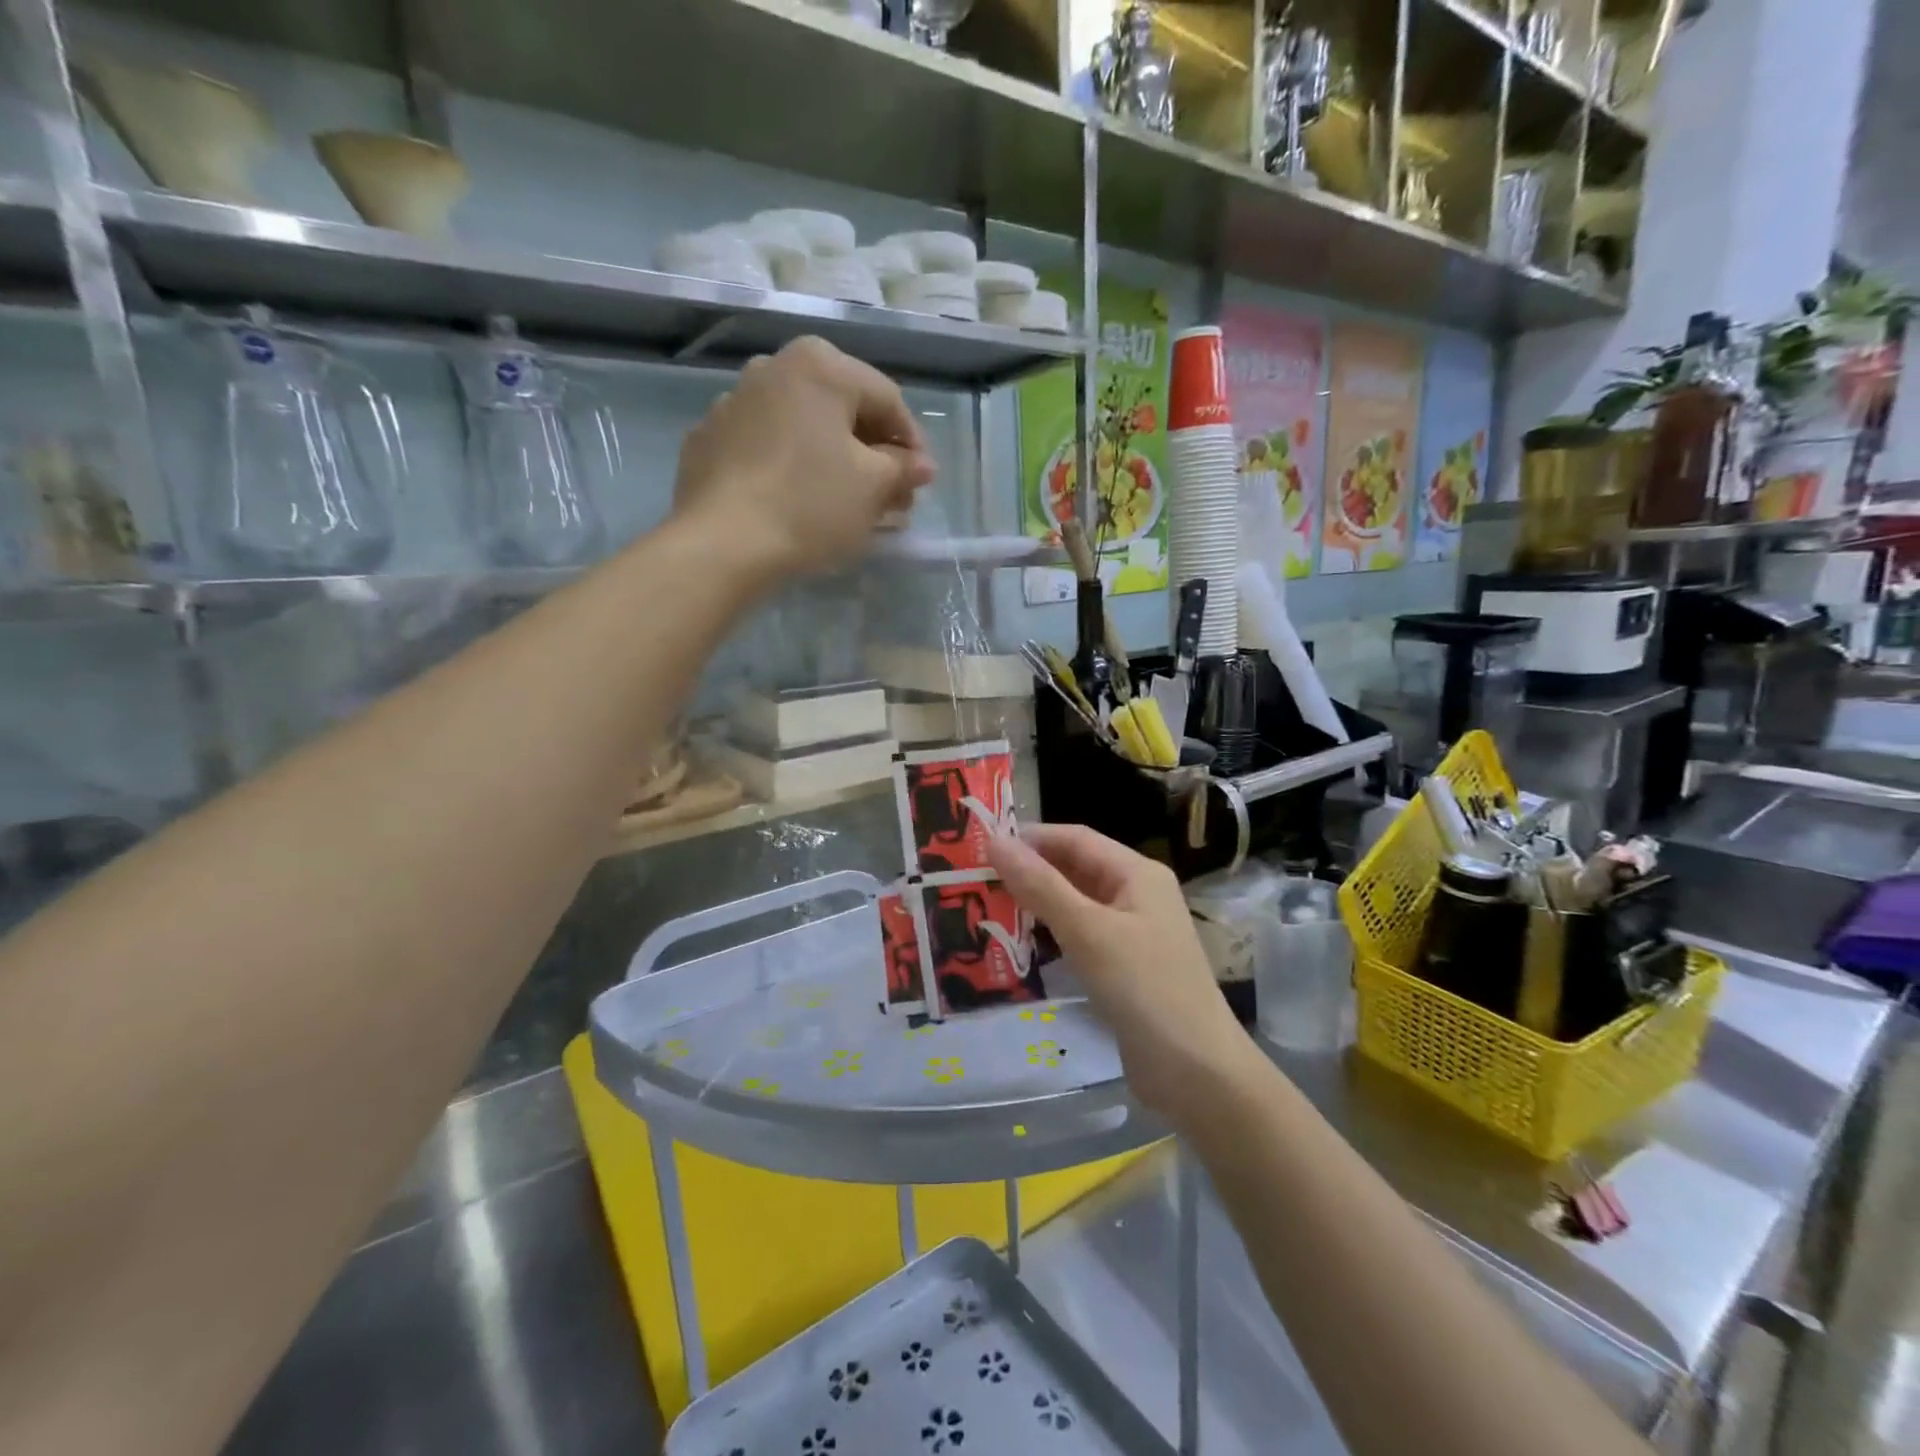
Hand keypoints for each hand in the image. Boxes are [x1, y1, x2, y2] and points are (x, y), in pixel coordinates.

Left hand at [672, 337, 936, 578]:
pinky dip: (790, 467)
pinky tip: (798, 502)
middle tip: (892, 496)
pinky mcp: (708, 440)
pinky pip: (766, 448)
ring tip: (847, 502)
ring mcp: (733, 402)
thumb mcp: (873, 487)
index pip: (887, 400)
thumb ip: (902, 468)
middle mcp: (773, 367)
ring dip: (832, 459)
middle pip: (842, 410)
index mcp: (820, 366)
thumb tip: (920, 465)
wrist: (722, 544)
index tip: (922, 482)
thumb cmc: (810, 505)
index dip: (913, 443)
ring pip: (802, 428)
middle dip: (872, 453)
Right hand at [989, 824, 1260, 1122]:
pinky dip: (1051, 936)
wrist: (1197, 1073)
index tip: (981, 847)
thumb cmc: (1144, 988)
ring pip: (1076, 905)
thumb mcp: (1088, 931)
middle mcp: (1137, 895)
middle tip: (976, 881)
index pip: (1076, 839)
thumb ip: (1040, 885)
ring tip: (988, 909)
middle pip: (1076, 869)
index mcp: (1137, 874)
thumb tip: (995, 841)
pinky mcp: (1124, 968)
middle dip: (1029, 871)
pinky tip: (1019, 947)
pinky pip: (1081, 938)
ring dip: (1036, 905)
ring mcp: (1132, 933)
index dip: (1030, 838)